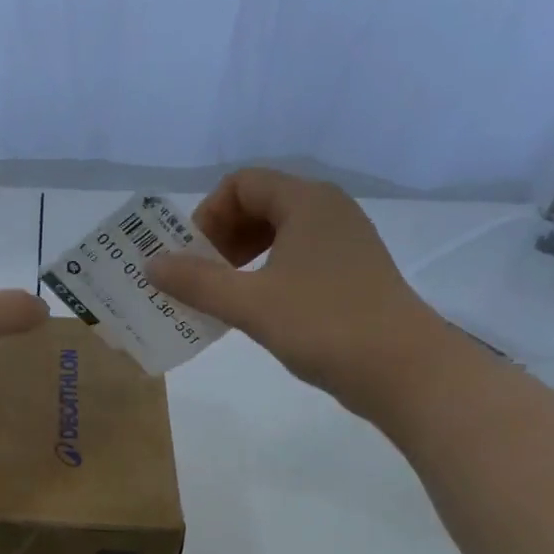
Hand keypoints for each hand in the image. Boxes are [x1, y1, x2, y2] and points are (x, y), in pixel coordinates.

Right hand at [146, 168, 448, 412]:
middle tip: (201, 276)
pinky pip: (296, 258)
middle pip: (259, 204)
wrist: (403, 369)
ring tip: (223, 295)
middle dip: (221, 237)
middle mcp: (328, 211)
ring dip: (241, 258)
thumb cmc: (324, 325)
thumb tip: (150, 265)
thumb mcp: (250, 303)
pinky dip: (266, 274)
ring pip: (278, 234)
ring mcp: (344, 243)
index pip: (242, 184)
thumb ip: (196, 281)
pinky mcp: (351, 274)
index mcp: (307, 202)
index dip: (208, 215)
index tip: (192, 256)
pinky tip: (256, 310)